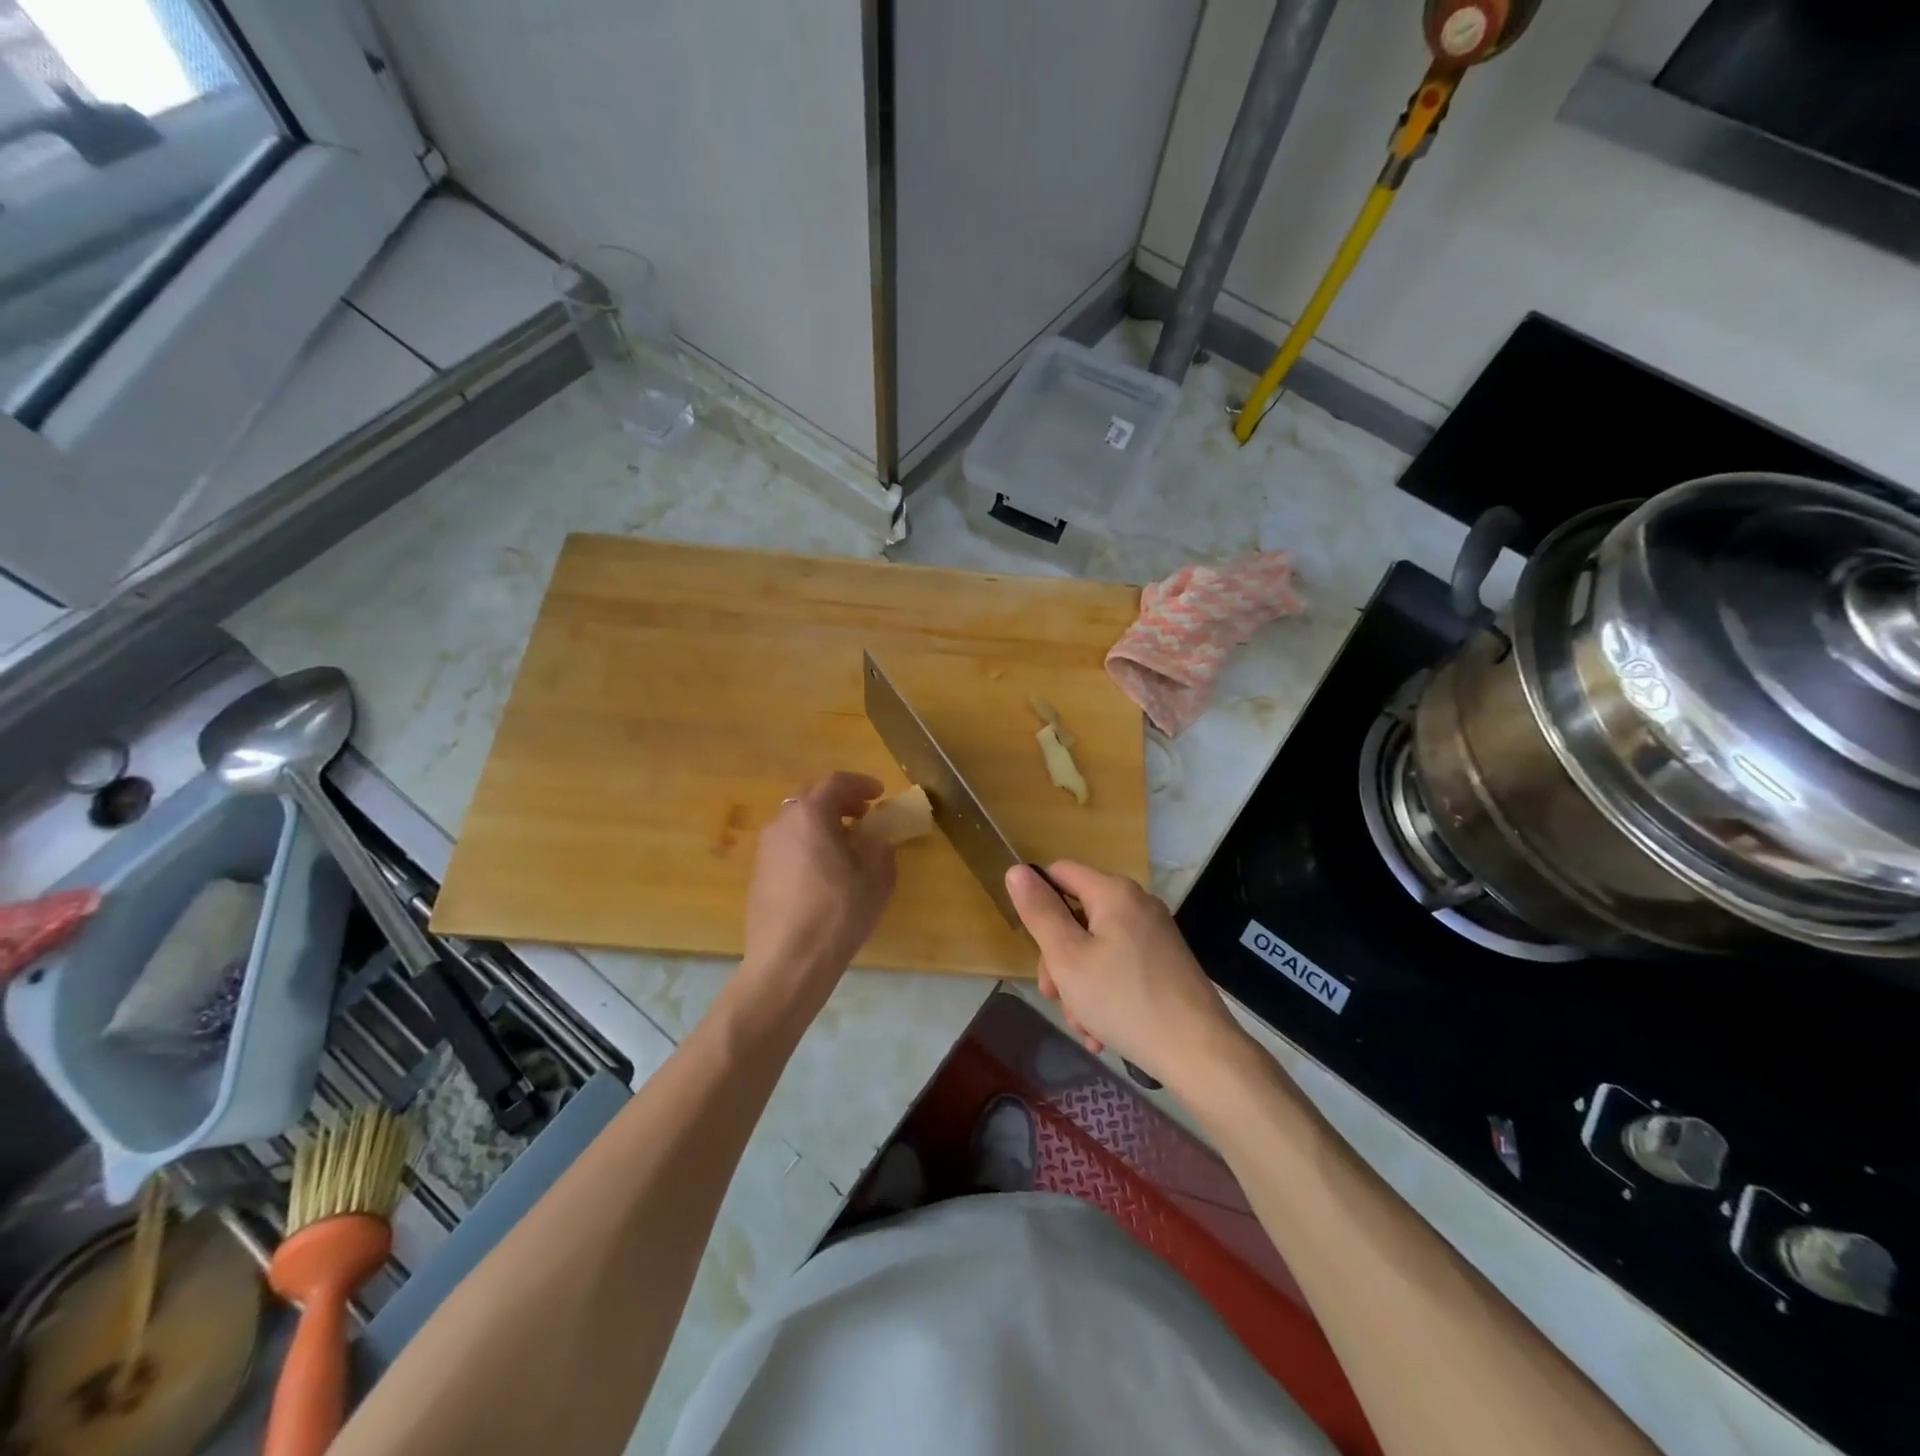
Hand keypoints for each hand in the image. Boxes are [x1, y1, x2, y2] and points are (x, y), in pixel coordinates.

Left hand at [737, 771, 896, 1019]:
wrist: (788, 961)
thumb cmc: (837, 913)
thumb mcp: (876, 879)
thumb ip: (880, 849)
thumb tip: (876, 841)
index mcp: (811, 815)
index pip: (835, 782)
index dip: (861, 784)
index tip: (880, 794)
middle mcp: (782, 823)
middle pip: (811, 797)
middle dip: (840, 801)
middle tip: (863, 814)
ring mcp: (765, 849)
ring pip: (797, 821)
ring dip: (822, 823)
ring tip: (846, 844)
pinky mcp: (759, 874)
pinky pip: (788, 845)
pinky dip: (808, 843)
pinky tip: (824, 870)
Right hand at [1005, 861, 1241, 1087]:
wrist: (1199, 1053)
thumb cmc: (1123, 1000)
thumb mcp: (1068, 957)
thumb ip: (1040, 912)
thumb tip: (1016, 870)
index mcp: (1114, 892)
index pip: (1060, 872)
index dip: (1038, 900)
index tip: (1032, 942)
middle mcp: (1137, 904)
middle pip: (1078, 916)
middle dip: (1059, 959)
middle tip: (1055, 997)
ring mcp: (1155, 934)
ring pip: (1097, 948)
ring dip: (1079, 985)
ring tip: (1084, 1026)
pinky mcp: (1166, 962)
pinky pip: (1121, 966)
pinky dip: (1105, 992)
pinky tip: (1102, 1032)